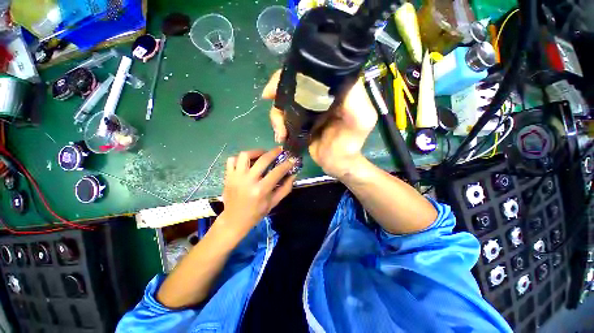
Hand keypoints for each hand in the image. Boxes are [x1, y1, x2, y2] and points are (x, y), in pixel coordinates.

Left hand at [218, 147, 295, 238]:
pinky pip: (232, 160)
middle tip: (279, 150)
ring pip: (245, 155)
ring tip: (262, 154)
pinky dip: (240, 158)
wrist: (234, 220)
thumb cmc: (256, 213)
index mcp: (261, 190)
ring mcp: (236, 177)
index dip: (287, 164)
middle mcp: (248, 181)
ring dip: (256, 152)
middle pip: (263, 160)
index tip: (292, 159)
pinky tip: (247, 162)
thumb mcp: (274, 203)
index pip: (277, 172)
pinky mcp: (228, 176)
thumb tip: (293, 175)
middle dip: (274, 152)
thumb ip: (285, 188)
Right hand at [262, 71, 377, 178]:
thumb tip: (332, 79)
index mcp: (336, 90)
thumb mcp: (360, 120)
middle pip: (295, 83)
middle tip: (268, 98)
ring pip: (286, 100)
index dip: (295, 72)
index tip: (279, 82)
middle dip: (279, 90)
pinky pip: (285, 114)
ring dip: (277, 113)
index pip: (314, 71)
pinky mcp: (302, 120)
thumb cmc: (349, 144)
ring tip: (280, 131)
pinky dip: (278, 122)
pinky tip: (280, 134)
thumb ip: (354, 98)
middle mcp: (322, 95)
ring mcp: (310, 108)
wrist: (336, 163)